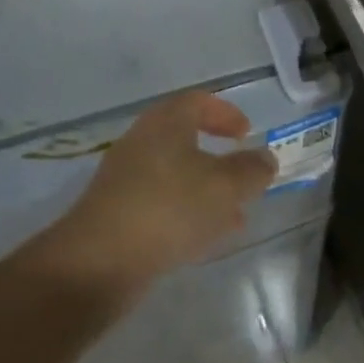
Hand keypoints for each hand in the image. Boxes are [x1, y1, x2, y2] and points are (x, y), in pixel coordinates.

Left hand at [42, 92, 276, 303]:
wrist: (98, 261)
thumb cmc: (168, 208)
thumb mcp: (223, 187)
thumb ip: (250, 170)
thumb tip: (265, 158)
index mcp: (166, 121)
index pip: (198, 101)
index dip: (225, 113)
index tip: (246, 134)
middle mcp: (143, 141)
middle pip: (185, 138)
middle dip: (218, 159)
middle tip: (243, 179)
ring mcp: (126, 177)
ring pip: (175, 175)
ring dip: (206, 191)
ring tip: (234, 218)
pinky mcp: (117, 212)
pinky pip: (160, 202)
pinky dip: (185, 213)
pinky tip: (202, 241)